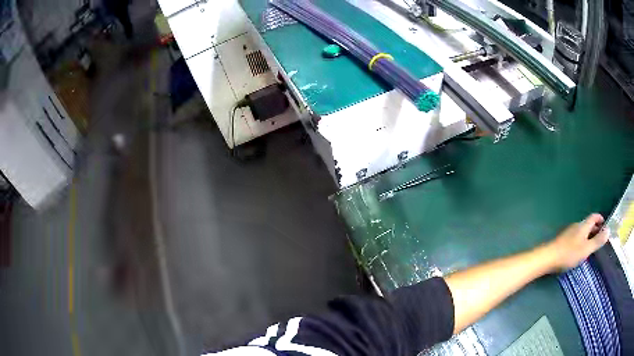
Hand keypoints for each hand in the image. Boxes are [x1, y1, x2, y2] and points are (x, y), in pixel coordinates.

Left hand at [545, 213, 608, 271]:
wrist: (548, 258)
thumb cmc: (569, 253)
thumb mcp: (586, 249)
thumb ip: (597, 240)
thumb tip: (609, 230)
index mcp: (583, 225)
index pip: (594, 217)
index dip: (600, 219)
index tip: (605, 224)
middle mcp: (577, 226)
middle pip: (588, 224)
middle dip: (595, 228)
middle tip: (601, 237)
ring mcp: (569, 233)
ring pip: (582, 231)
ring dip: (589, 235)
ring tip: (593, 244)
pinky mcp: (563, 241)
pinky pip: (576, 237)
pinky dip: (582, 240)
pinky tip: (581, 250)